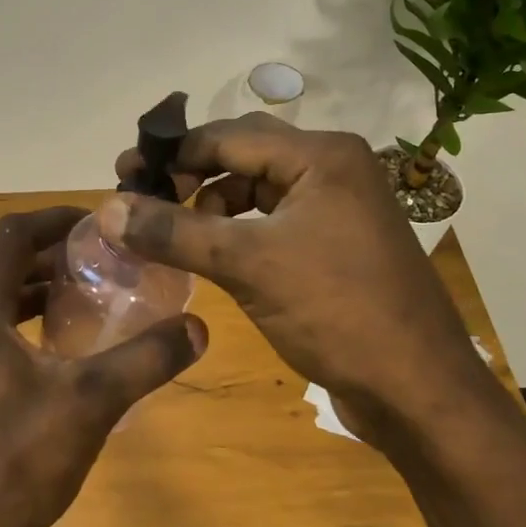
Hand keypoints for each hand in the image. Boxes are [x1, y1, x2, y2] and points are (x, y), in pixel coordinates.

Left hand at [0, 207, 206, 526]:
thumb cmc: (19, 464)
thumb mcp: (92, 403)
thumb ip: (145, 359)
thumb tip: (197, 328)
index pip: (10, 237)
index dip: (54, 219)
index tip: (98, 223)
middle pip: (4, 269)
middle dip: (52, 257)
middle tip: (104, 261)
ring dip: (40, 294)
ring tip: (92, 298)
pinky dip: (30, 330)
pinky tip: (69, 354)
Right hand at [106, 114, 496, 446]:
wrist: (418, 390)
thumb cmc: (337, 312)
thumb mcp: (248, 265)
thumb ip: (175, 233)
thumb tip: (108, 208)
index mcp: (321, 156)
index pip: (228, 136)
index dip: (173, 154)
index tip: (124, 175)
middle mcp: (332, 169)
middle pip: (242, 156)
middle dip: (189, 175)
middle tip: (140, 199)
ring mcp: (337, 208)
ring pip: (256, 189)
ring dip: (210, 204)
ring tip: (170, 231)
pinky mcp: (335, 244)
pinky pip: (272, 221)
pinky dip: (235, 231)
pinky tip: (210, 253)